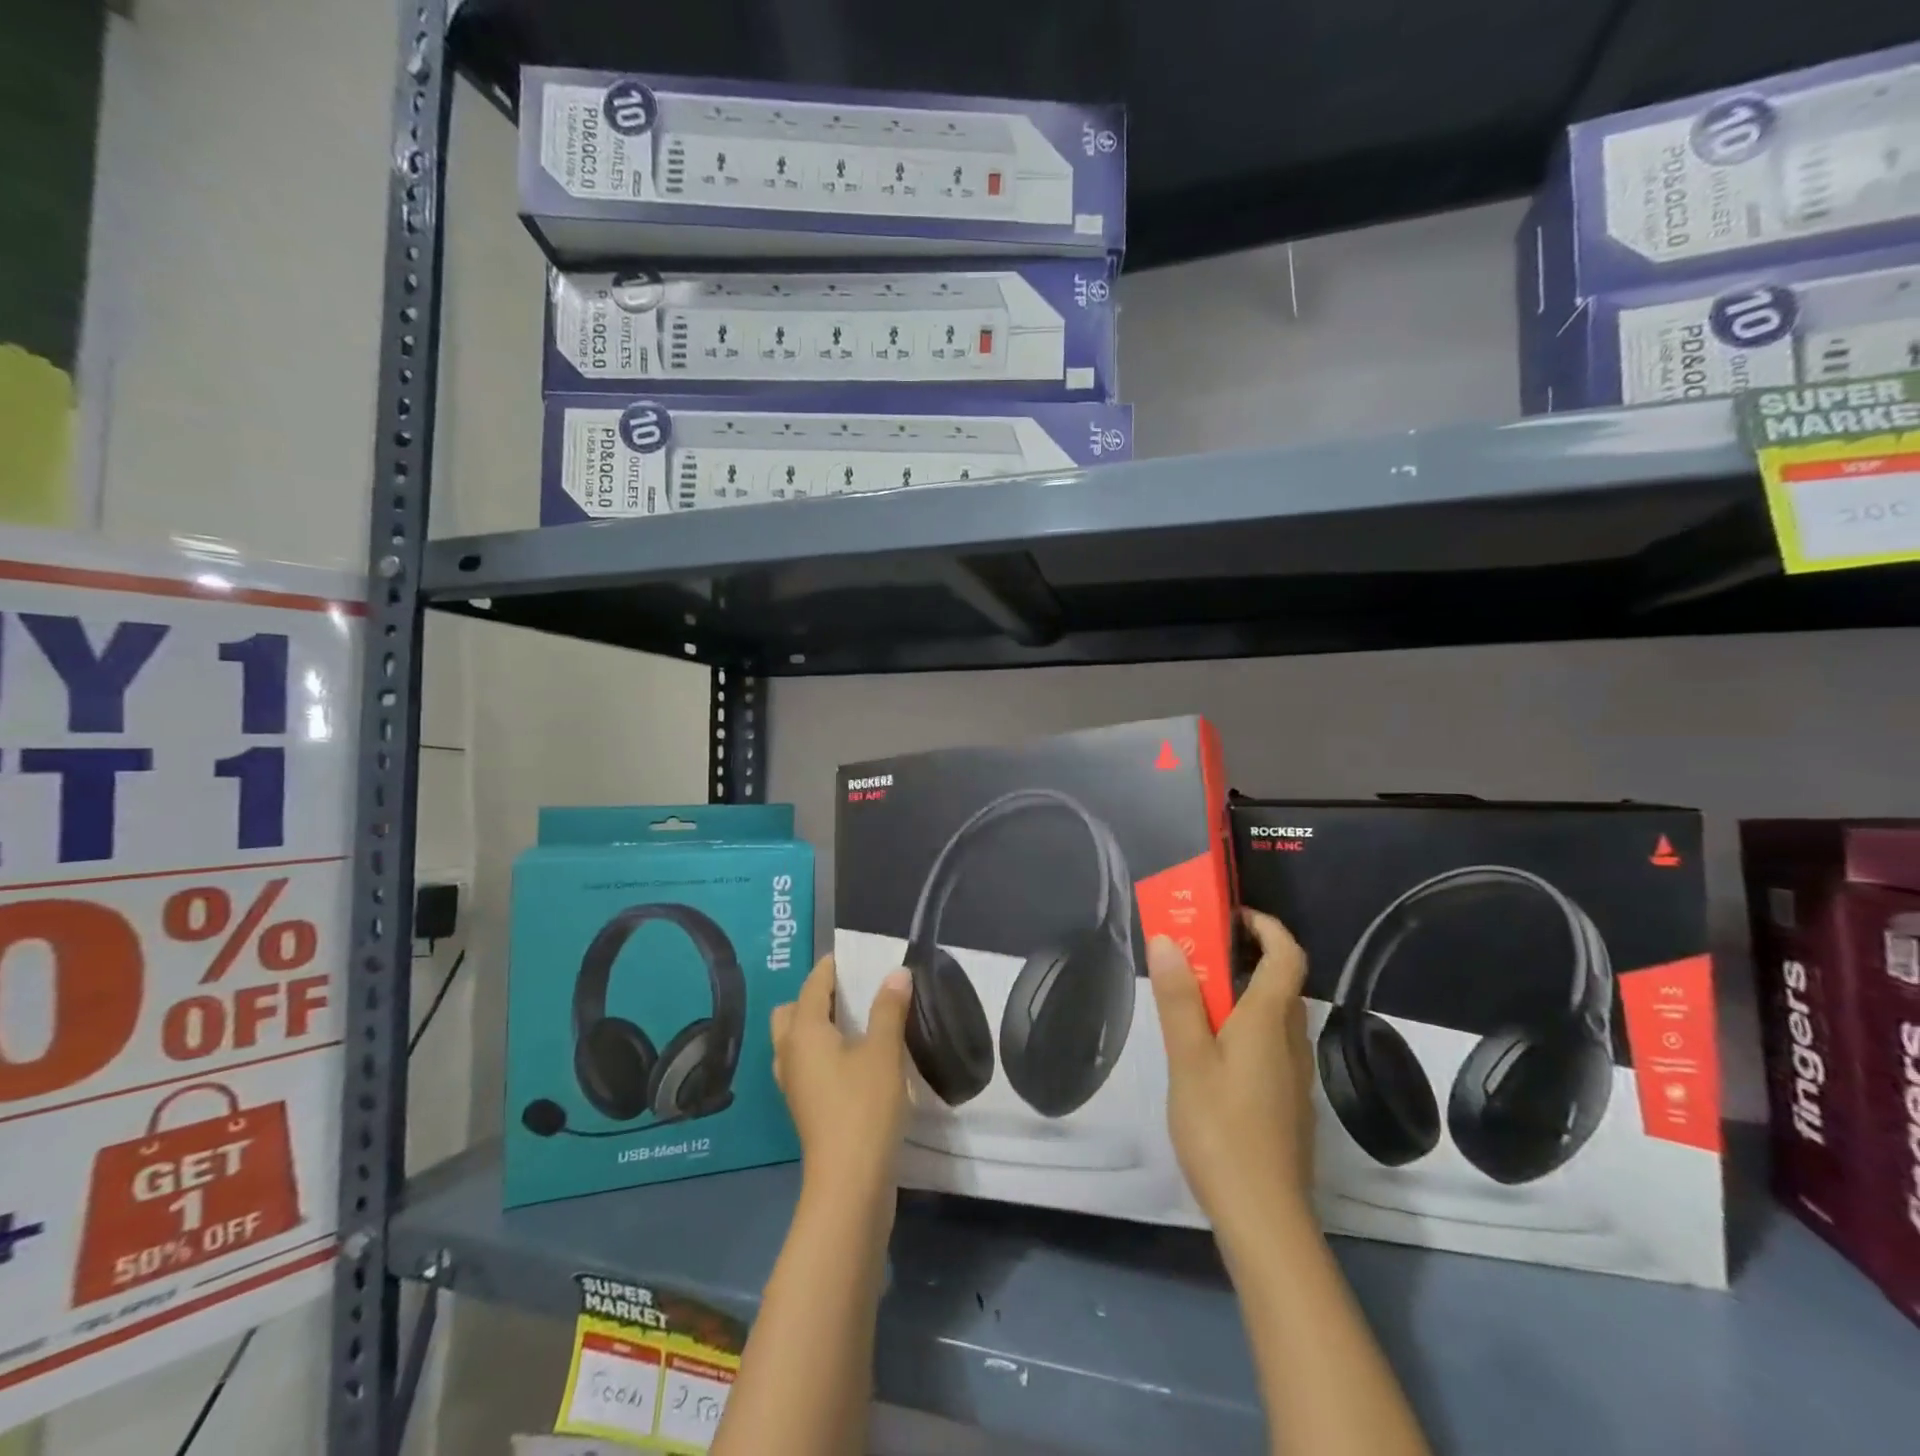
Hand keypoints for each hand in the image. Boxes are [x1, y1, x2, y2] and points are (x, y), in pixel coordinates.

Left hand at [770, 955, 913, 1199]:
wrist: (850, 1182)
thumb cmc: (864, 1107)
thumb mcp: (883, 1052)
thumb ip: (889, 1008)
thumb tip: (896, 973)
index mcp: (804, 1032)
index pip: (813, 986)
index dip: (830, 968)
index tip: (851, 956)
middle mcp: (790, 1053)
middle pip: (792, 1012)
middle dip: (815, 996)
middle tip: (850, 992)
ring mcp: (794, 1084)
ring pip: (795, 1040)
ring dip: (816, 1025)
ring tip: (853, 1022)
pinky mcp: (805, 1107)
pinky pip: (805, 1063)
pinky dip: (821, 1051)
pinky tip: (852, 1058)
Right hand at [1149, 909, 1315, 1241]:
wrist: (1265, 1218)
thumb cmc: (1222, 1129)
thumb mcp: (1189, 1059)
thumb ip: (1178, 998)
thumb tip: (1166, 939)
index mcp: (1270, 1021)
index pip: (1287, 954)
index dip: (1266, 925)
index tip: (1230, 914)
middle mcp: (1291, 1041)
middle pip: (1281, 982)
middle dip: (1245, 955)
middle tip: (1197, 950)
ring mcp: (1293, 1075)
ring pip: (1274, 1016)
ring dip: (1242, 991)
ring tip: (1194, 995)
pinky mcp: (1286, 1103)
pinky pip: (1269, 1044)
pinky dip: (1244, 1026)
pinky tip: (1210, 1052)